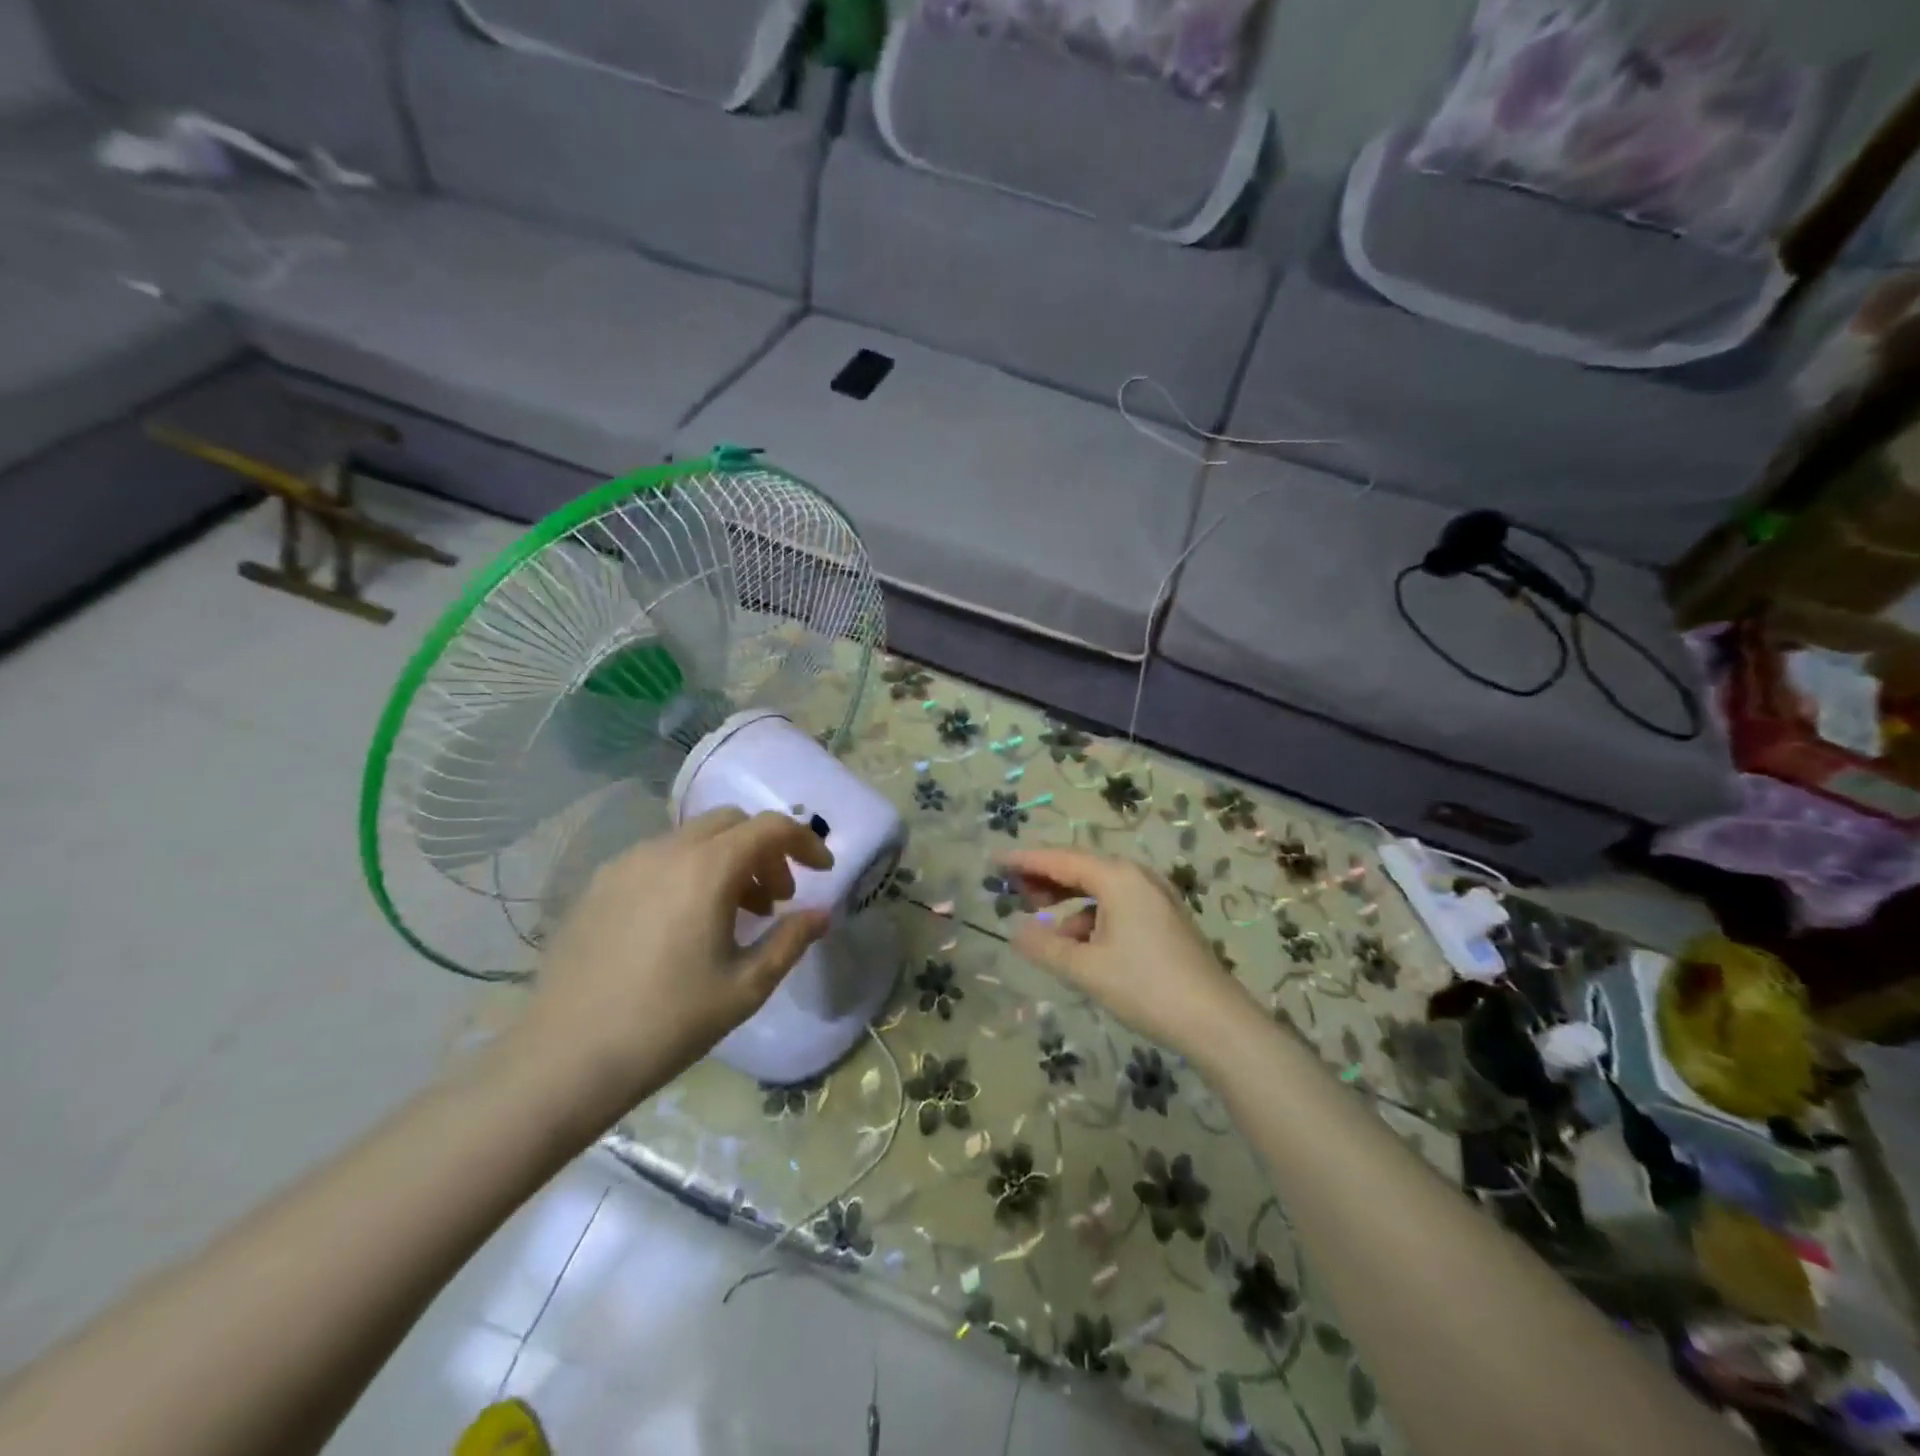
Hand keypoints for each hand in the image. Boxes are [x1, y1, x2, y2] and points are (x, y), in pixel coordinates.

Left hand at [513, 810, 832, 1120]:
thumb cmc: (669, 1022)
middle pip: (732, 823)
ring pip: (694, 838)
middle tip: (777, 899)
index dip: (805, 842)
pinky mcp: (598, 885)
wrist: (565, 1059)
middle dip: (766, 850)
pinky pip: (659, 858)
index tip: (822, 872)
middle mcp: (666, 850)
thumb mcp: (747, 987)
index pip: (771, 828)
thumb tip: (821, 914)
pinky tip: (684, 922)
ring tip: (733, 914)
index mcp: (707, 868)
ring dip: (727, 861)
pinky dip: (689, 871)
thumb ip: (791, 940)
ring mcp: (626, 864)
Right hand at [1002, 847, 1259, 1059]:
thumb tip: (1015, 931)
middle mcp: (1137, 876)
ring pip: (1099, 887)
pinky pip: (1117, 903)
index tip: (995, 862)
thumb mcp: (1085, 969)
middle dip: (1045, 878)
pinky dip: (1092, 916)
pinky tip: (1080, 944)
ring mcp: (1155, 896)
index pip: (1060, 859)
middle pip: (1081, 867)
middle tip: (1013, 892)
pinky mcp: (1164, 917)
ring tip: (1043, 921)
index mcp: (1117, 877)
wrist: (1216, 1022)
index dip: (1025, 861)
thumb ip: (1045, 946)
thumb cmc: (1145, 988)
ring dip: (1068, 900)